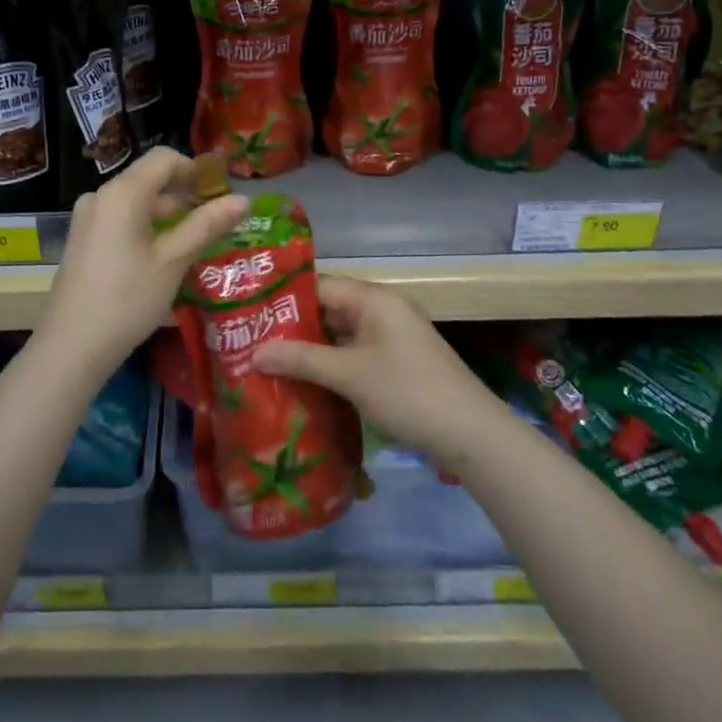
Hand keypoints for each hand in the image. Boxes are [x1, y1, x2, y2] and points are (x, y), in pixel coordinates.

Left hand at [40, 147, 249, 377]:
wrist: (70, 347)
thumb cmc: (127, 299)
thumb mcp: (173, 261)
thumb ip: (207, 225)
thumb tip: (244, 200)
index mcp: (122, 192)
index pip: (164, 159)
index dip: (196, 170)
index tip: (220, 195)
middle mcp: (101, 196)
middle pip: (149, 179)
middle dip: (184, 196)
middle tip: (214, 224)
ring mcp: (88, 218)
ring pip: (136, 202)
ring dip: (167, 215)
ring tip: (194, 243)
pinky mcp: (83, 239)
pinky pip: (121, 219)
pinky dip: (146, 228)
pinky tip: (162, 257)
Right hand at [254, 275, 500, 461]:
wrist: (471, 435)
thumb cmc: (408, 392)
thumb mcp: (350, 375)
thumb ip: (301, 360)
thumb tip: (254, 352)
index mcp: (374, 299)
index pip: (319, 285)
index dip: (284, 299)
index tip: (249, 315)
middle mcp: (383, 310)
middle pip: (329, 310)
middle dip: (294, 328)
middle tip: (252, 342)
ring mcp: (392, 338)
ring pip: (341, 335)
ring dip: (312, 350)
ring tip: (270, 363)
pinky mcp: (398, 364)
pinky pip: (355, 355)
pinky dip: (332, 365)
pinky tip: (306, 382)